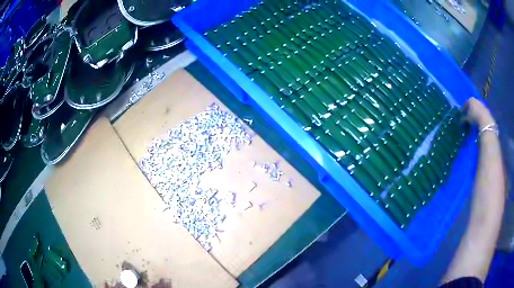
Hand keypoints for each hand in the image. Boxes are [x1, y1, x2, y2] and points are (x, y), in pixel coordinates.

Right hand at [462, 97, 494, 128]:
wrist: (486, 122)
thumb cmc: (475, 118)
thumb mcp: (467, 119)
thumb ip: (463, 118)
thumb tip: (461, 120)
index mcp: (470, 99)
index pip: (465, 103)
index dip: (463, 109)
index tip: (462, 114)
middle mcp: (476, 100)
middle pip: (472, 104)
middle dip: (470, 110)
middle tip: (468, 116)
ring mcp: (482, 104)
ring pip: (477, 108)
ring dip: (475, 113)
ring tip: (473, 120)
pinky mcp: (486, 110)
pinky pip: (481, 112)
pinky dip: (479, 115)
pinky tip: (478, 121)